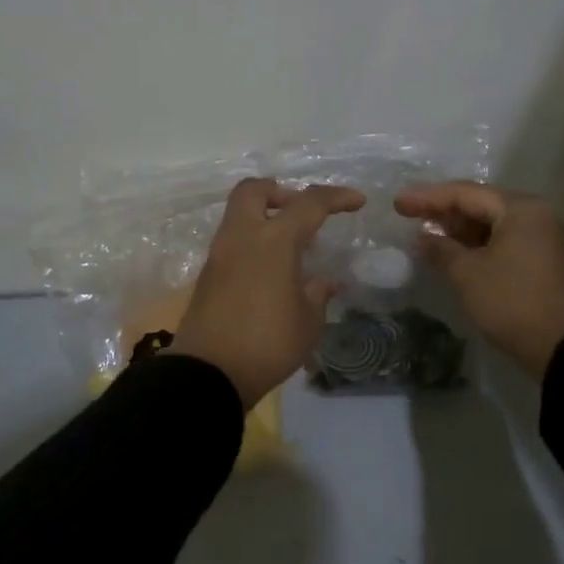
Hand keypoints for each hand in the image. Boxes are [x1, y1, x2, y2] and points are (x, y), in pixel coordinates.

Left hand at [170, 178, 366, 408]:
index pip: (309, 203)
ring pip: (238, 214)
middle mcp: (242, 236)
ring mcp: (219, 254)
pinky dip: (252, 242)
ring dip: (264, 217)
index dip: (336, 197)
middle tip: (301, 213)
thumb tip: (324, 282)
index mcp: (274, 240)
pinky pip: (232, 242)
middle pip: (254, 189)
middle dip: (280, 191)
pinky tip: (270, 270)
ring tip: (290, 247)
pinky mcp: (207, 275)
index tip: (357, 201)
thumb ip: (318, 294)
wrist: (210, 373)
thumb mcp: (308, 322)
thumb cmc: (268, 343)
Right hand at [394, 181, 563, 380]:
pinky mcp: (542, 260)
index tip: (398, 204)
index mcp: (520, 209)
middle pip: (481, 205)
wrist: (561, 346)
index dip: (428, 198)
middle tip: (410, 216)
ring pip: (492, 224)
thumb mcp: (467, 274)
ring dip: (459, 230)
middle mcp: (536, 215)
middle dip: (444, 212)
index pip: (466, 194)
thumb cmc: (511, 301)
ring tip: (426, 234)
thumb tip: (422, 238)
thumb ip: (440, 249)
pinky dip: (477, 244)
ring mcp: (542, 238)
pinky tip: (453, 252)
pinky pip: (503, 240)